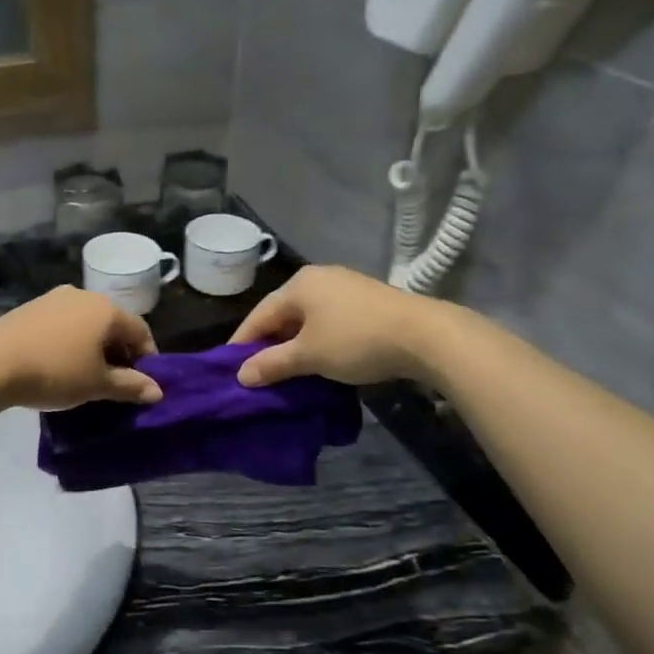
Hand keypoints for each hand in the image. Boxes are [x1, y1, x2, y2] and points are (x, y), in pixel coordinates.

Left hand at [0, 288, 161, 410]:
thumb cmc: (55, 372)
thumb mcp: (97, 384)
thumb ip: (130, 386)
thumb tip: (157, 391)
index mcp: (107, 310)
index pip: (141, 331)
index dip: (147, 358)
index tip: (143, 383)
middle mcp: (84, 295)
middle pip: (114, 324)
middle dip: (120, 352)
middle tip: (116, 381)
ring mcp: (55, 298)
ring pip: (87, 323)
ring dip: (94, 346)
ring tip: (86, 374)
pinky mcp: (31, 307)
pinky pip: (63, 323)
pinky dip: (71, 341)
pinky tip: (59, 363)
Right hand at [230, 265, 446, 387]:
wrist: (425, 335)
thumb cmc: (356, 340)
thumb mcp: (309, 356)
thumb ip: (272, 364)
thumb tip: (241, 375)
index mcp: (299, 285)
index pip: (259, 315)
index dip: (242, 344)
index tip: (229, 370)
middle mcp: (319, 279)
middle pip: (283, 315)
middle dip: (269, 345)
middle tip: (258, 374)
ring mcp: (346, 287)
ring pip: (307, 320)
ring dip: (295, 346)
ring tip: (286, 373)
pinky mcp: (367, 301)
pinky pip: (329, 322)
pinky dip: (318, 342)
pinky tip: (319, 361)